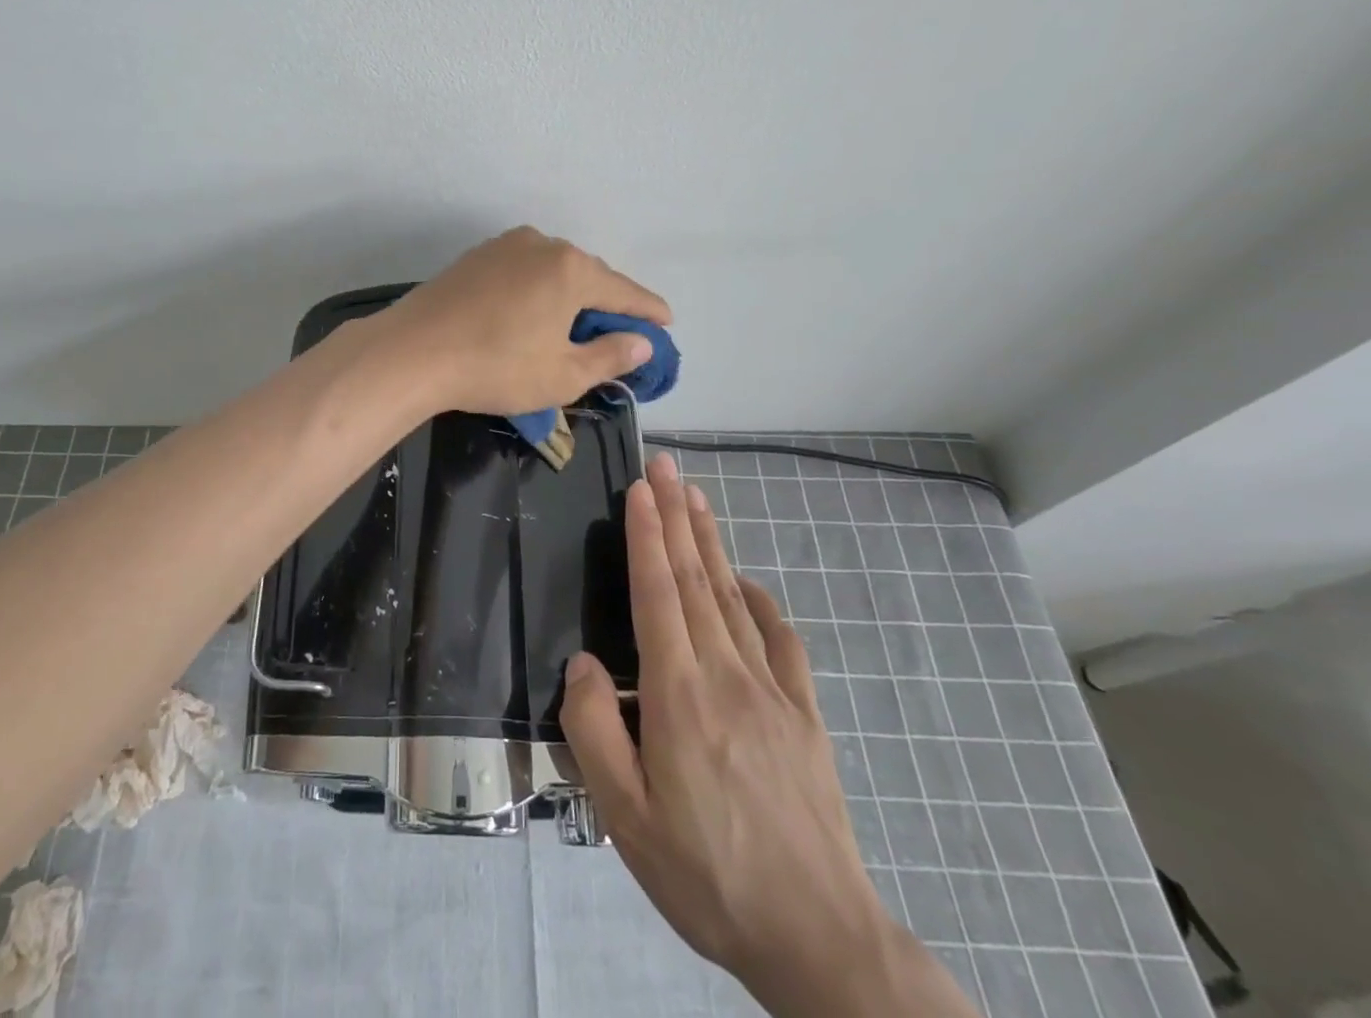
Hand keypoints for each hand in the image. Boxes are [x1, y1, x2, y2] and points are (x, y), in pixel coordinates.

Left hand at [378, 227, 669, 416]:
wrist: (412, 352)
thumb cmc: (495, 367)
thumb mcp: (562, 375)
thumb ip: (609, 356)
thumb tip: (640, 342)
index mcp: (571, 269)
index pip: (624, 292)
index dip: (648, 310)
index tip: (667, 322)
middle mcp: (541, 245)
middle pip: (589, 275)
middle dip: (607, 303)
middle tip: (620, 332)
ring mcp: (503, 246)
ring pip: (553, 270)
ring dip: (570, 295)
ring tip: (576, 324)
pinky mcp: (475, 257)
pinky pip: (523, 271)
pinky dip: (538, 290)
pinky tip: (533, 312)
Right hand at [561, 454, 978, 1017]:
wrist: (819, 938)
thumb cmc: (707, 875)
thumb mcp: (626, 818)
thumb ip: (595, 731)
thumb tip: (585, 664)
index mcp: (680, 695)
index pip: (658, 594)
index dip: (647, 535)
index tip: (640, 488)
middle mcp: (727, 675)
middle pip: (695, 579)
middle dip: (677, 516)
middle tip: (665, 466)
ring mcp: (773, 691)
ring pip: (732, 596)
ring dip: (710, 542)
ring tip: (695, 497)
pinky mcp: (804, 714)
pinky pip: (778, 638)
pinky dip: (757, 598)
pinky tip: (745, 580)